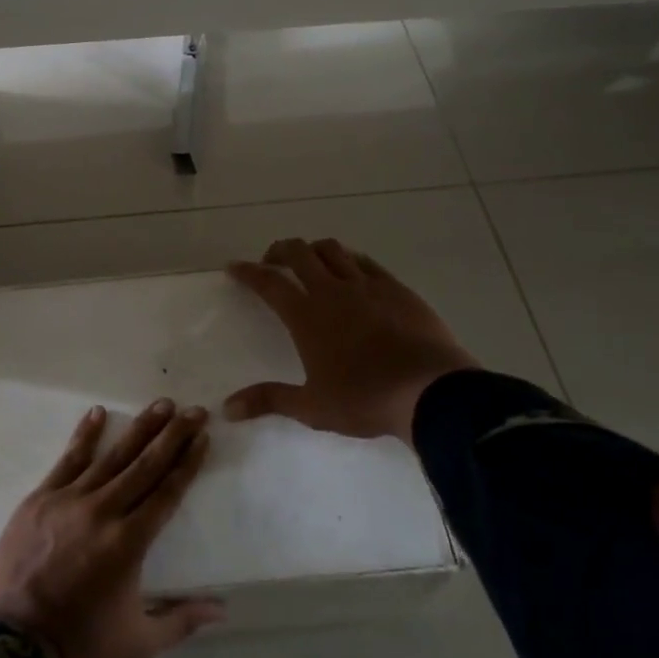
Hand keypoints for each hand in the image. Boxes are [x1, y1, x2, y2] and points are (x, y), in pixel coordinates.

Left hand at [0, 399, 224, 657]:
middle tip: (194, 410)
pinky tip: (98, 413)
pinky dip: (84, 435)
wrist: (10, 645)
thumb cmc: (78, 644)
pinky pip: (68, 460)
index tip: (203, 437)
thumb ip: (181, 620)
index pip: (167, 492)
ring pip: (111, 456)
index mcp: (129, 542)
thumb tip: (222, 609)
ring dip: (139, 428)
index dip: (188, 463)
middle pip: (145, 465)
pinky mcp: (40, 498)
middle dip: (173, 435)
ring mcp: (69, 500)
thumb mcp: (138, 644)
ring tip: (162, 405)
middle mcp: (103, 511)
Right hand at [225, 237, 479, 446]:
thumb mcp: (312, 407)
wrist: (431, 392)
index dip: (248, 272)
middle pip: (299, 253)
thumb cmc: (365, 399)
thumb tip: (227, 408)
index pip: (268, 283)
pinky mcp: (396, 288)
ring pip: (333, 250)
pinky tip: (351, 272)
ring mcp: (367, 285)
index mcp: (306, 315)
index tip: (234, 267)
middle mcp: (332, 291)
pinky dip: (349, 260)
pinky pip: (366, 262)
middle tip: (272, 261)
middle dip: (280, 250)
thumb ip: (269, 400)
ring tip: (310, 263)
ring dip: (314, 250)